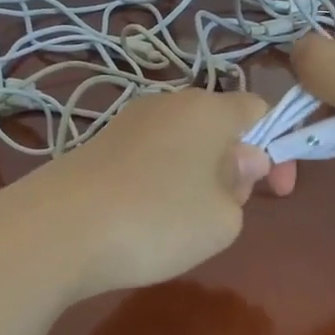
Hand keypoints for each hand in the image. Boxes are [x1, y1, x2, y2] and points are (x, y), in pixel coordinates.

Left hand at [0, 87, 290, 303]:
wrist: (56, 230)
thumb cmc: (157, 220)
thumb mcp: (223, 218)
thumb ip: (242, 187)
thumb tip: (237, 162)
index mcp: (207, 109)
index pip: (258, 109)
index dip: (277, 147)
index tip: (276, 190)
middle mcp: (167, 103)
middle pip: (217, 126)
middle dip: (233, 165)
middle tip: (226, 212)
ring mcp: (127, 122)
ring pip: (181, 144)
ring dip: (196, 176)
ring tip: (182, 223)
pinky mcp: (97, 146)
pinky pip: (148, 158)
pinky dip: (159, 183)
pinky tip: (143, 219)